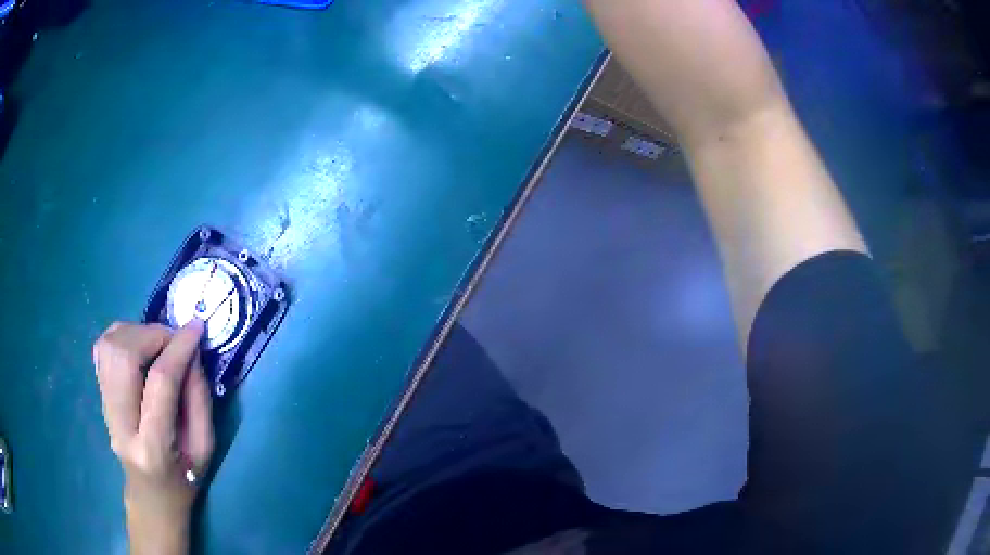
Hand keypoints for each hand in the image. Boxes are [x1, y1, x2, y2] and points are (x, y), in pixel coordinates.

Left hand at [93, 320, 213, 554]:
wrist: (151, 496)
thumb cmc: (184, 479)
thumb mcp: (205, 448)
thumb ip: (199, 398)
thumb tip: (191, 353)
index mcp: (153, 447)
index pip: (160, 382)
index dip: (179, 349)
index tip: (197, 328)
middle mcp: (121, 424)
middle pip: (124, 356)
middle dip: (153, 335)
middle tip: (175, 338)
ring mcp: (105, 409)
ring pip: (109, 347)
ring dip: (137, 332)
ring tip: (158, 342)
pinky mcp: (99, 396)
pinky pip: (103, 350)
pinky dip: (121, 336)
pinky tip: (139, 345)